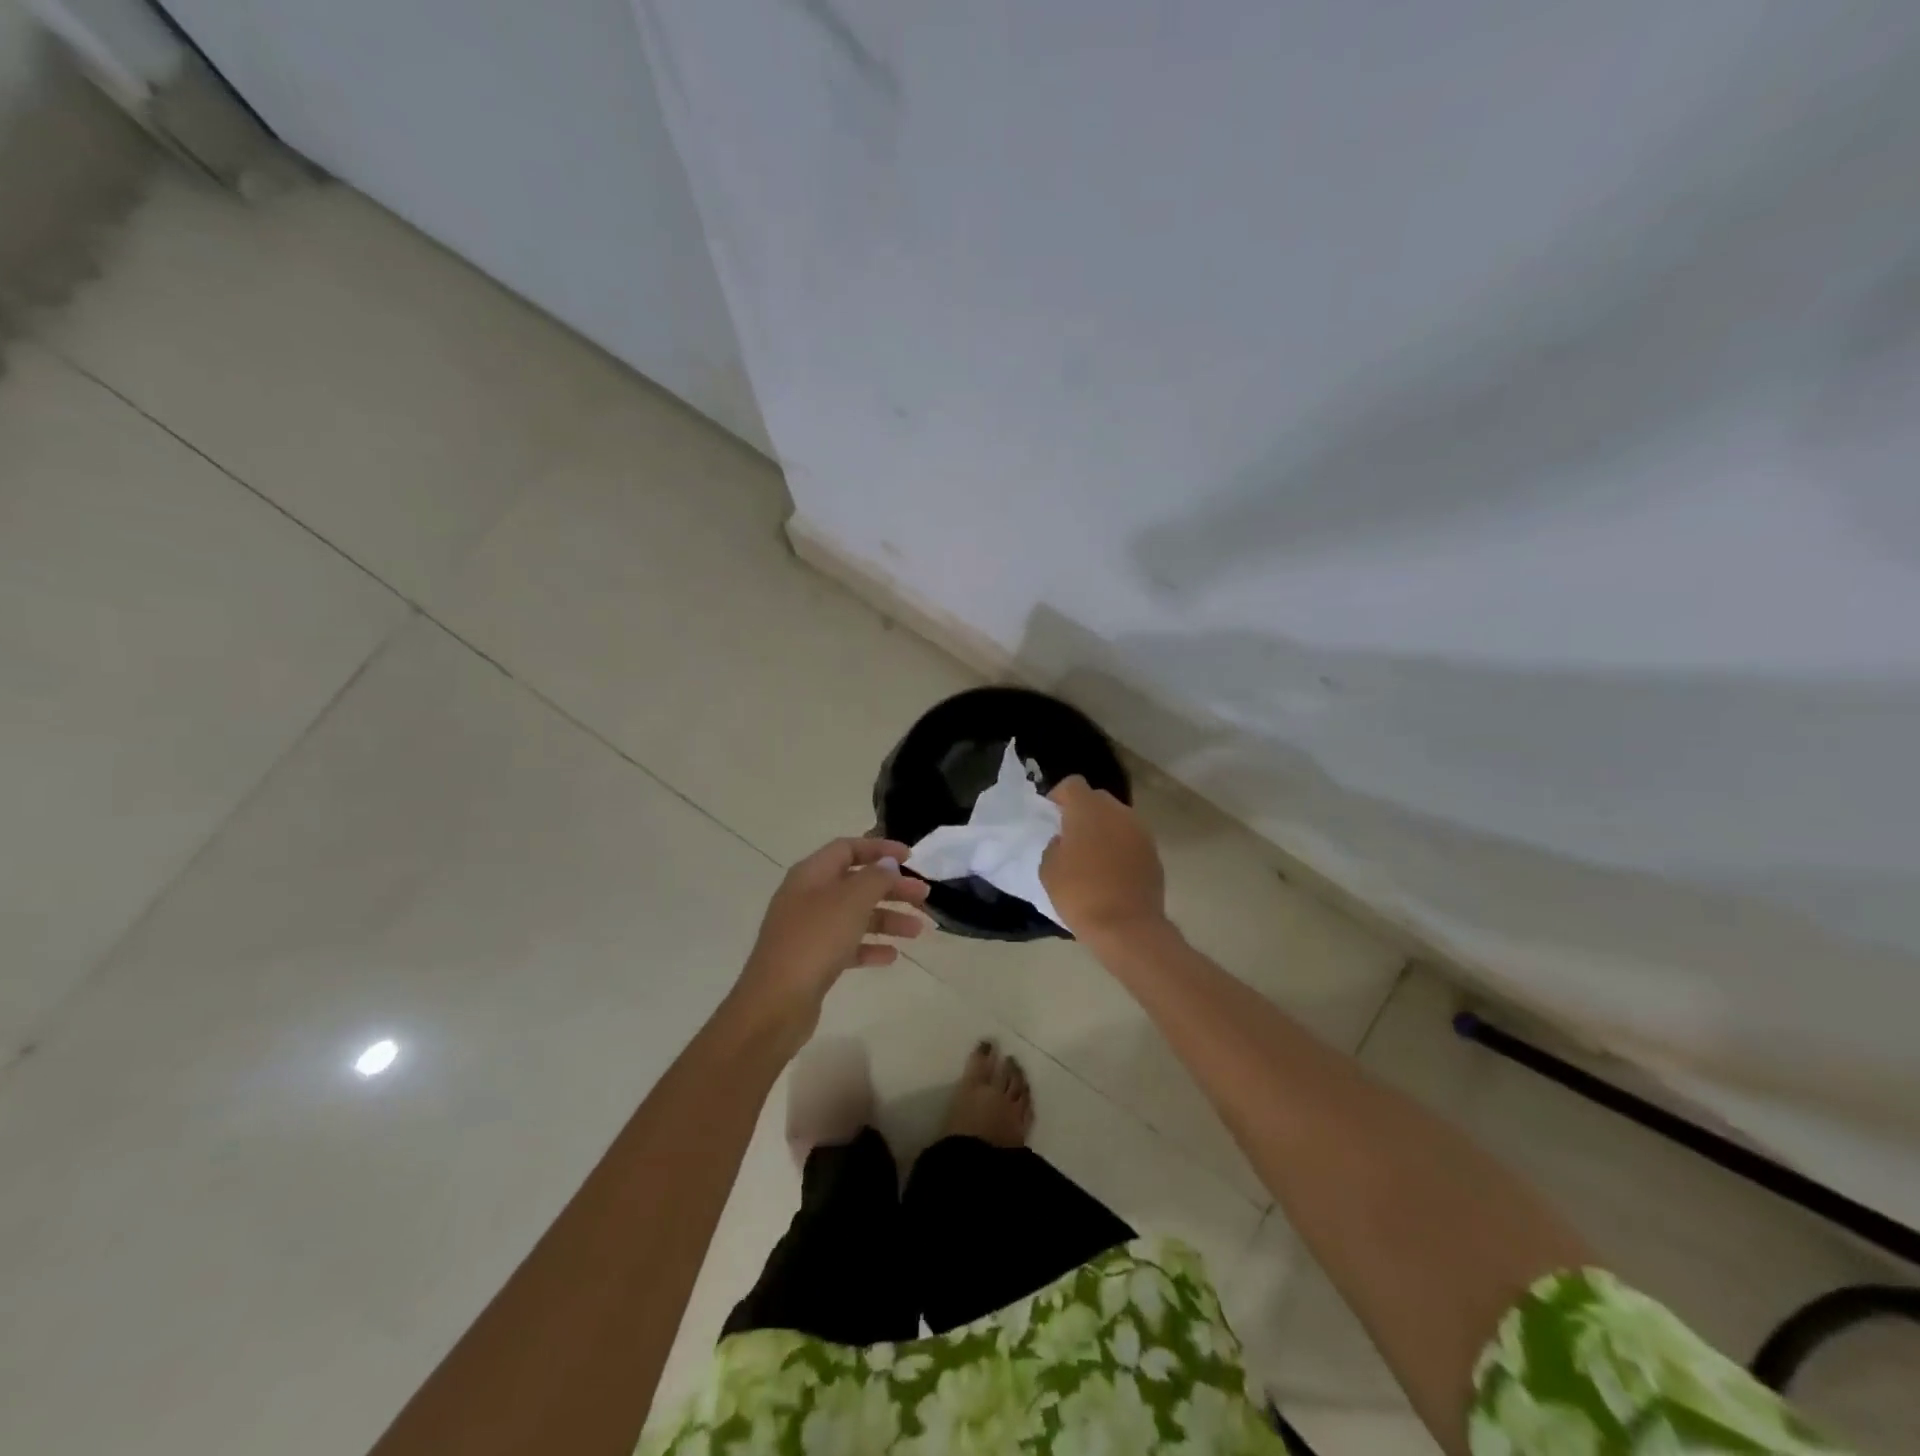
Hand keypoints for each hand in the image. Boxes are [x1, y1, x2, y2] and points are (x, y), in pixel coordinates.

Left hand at [732, 836, 930, 1041]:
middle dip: (891, 887)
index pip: (847, 848)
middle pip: (855, 883)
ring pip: (855, 915)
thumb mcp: (851, 901)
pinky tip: (892, 956)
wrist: (776, 1002)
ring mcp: (808, 930)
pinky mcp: (812, 960)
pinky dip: (870, 947)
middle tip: (924, 896)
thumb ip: (875, 878)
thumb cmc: (815, 940)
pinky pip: (847, 946)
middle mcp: (808, 897)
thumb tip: (887, 864)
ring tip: (918, 930)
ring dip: (887, 918)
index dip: (879, 849)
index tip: (910, 858)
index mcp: (811, 874)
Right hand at [1041, 777, 1166, 938]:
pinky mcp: (1154, 853)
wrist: (1127, 927)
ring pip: (1117, 819)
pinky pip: (1131, 840)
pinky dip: (1120, 847)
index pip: (1072, 784)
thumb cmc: (1080, 894)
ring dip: (1104, 829)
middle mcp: (1118, 812)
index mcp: (1088, 809)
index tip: (1052, 815)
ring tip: (1092, 855)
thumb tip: (1065, 841)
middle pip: (1098, 799)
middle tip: (1071, 836)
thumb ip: (1055, 846)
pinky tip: (1111, 871)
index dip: (1060, 796)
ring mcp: (1140, 831)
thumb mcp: (1049, 870)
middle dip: (1083, 811)